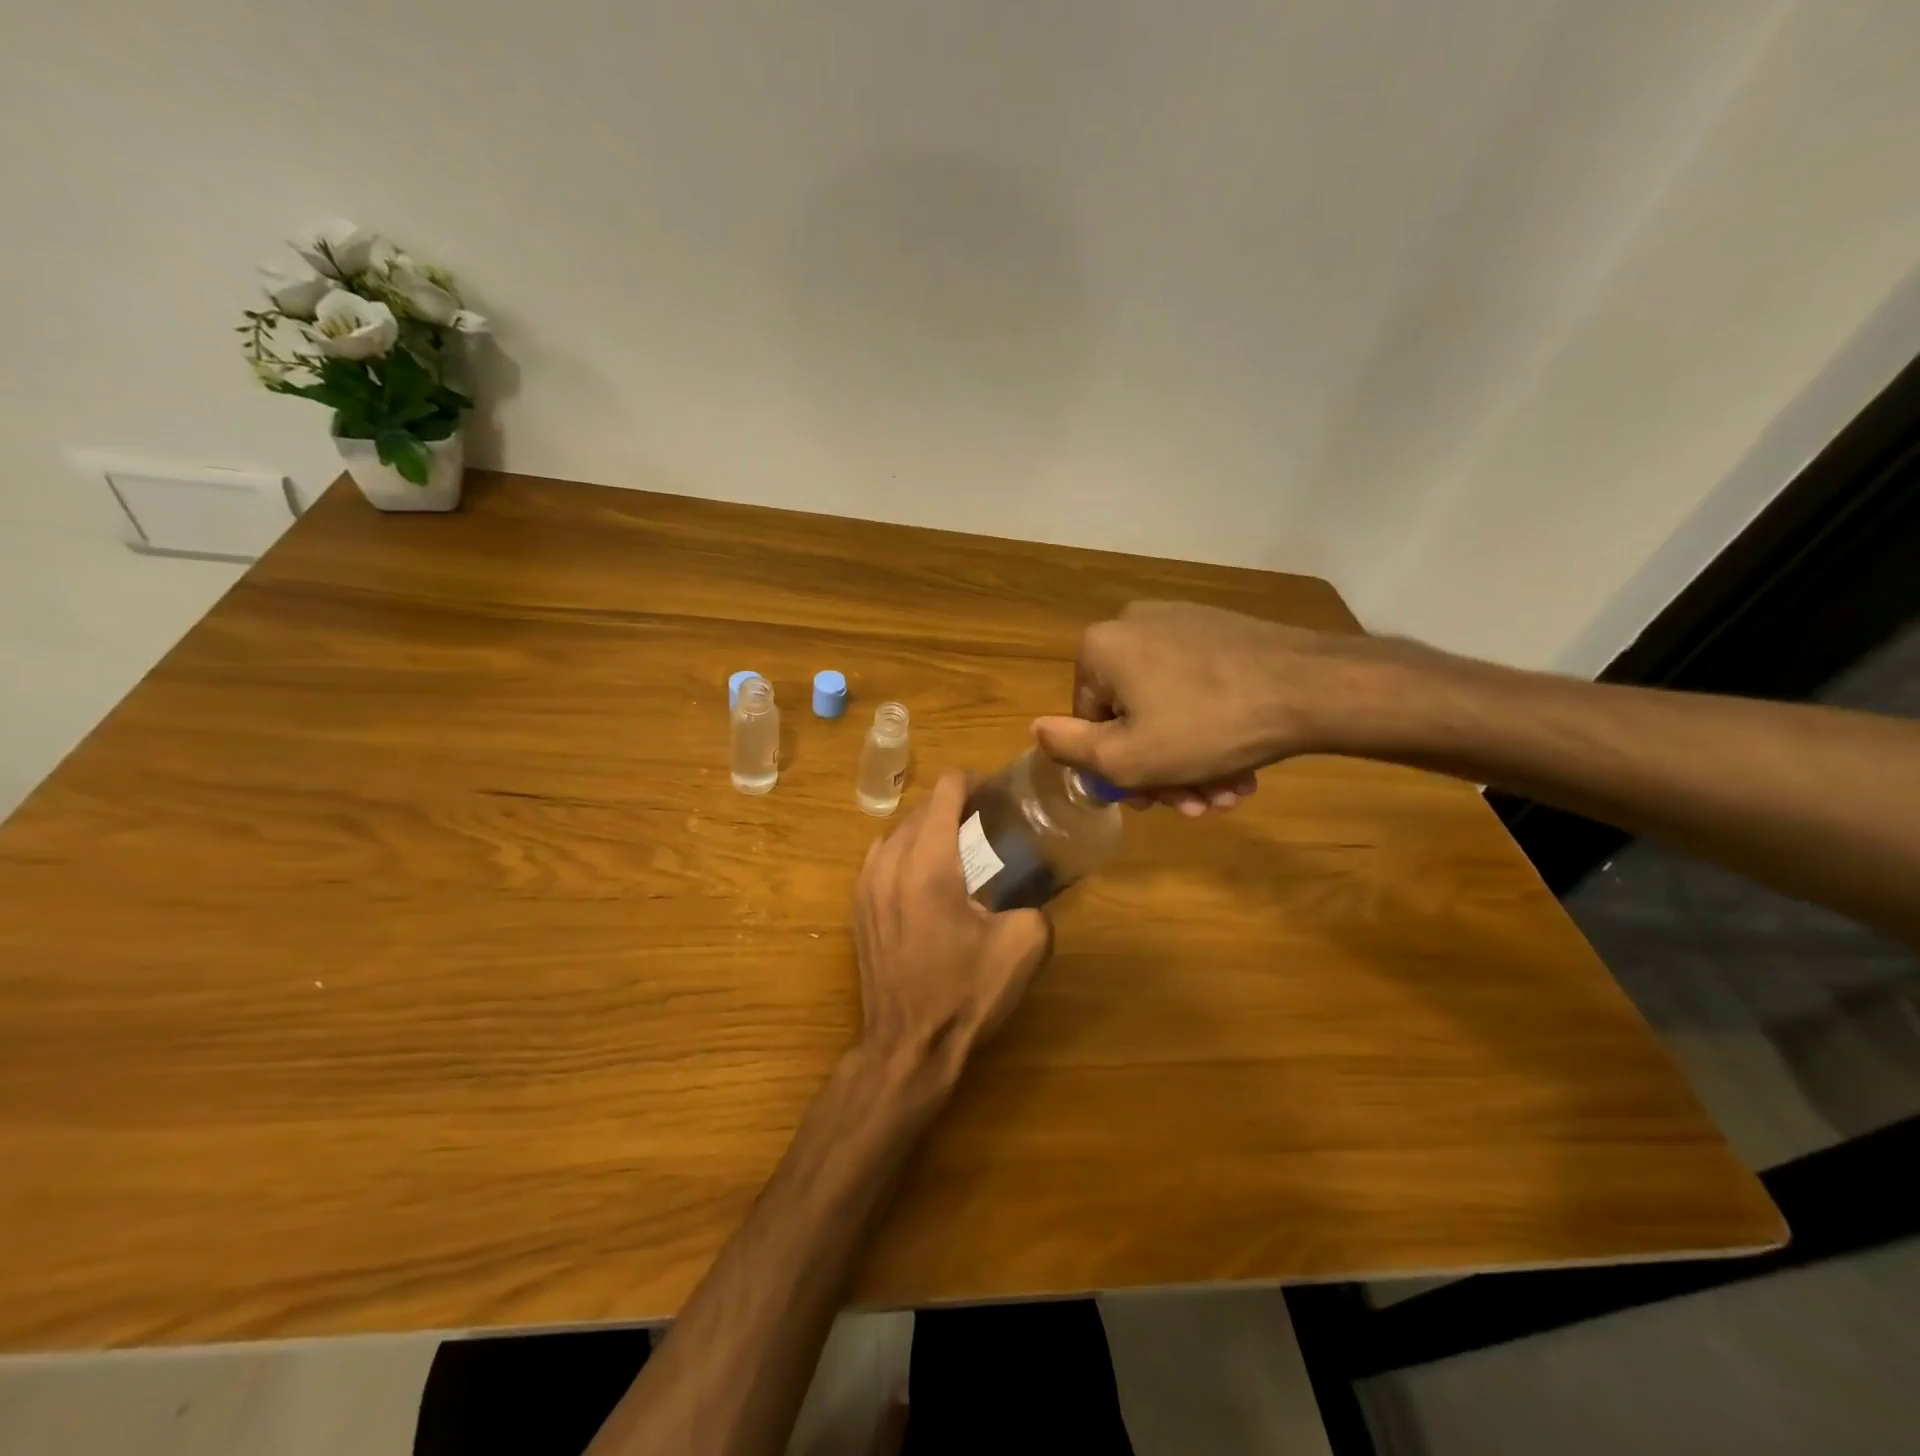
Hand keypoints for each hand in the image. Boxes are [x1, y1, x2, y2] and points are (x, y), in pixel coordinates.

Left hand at [852, 771, 1052, 1072]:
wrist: (908, 1046)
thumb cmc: (964, 993)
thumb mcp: (1022, 946)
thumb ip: (1033, 906)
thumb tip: (1027, 900)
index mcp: (929, 864)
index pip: (945, 792)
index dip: (973, 781)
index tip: (996, 792)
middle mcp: (890, 863)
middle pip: (920, 808)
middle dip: (952, 802)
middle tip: (985, 816)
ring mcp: (866, 885)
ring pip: (896, 830)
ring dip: (926, 825)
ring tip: (955, 841)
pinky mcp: (857, 907)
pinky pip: (880, 856)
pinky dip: (904, 849)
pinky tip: (924, 873)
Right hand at [1032, 601, 1418, 813]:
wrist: (1313, 687)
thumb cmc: (1206, 726)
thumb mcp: (1127, 757)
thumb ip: (1071, 749)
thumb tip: (1037, 730)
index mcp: (1100, 648)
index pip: (1087, 721)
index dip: (1114, 769)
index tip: (1151, 801)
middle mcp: (1134, 624)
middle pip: (1131, 715)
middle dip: (1160, 770)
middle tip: (1195, 805)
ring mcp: (1182, 623)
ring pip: (1168, 707)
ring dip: (1190, 760)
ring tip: (1225, 794)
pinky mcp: (1221, 631)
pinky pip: (1198, 687)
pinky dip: (1210, 729)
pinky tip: (1240, 767)